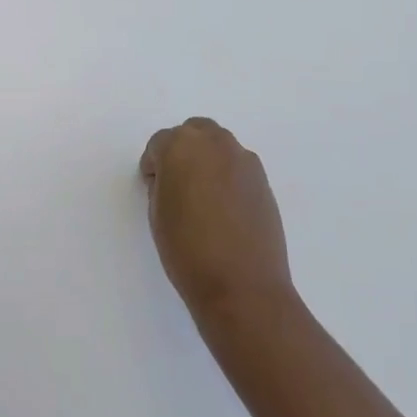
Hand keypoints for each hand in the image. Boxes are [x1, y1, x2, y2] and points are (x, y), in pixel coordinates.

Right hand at [139, 117, 293, 321]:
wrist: (242, 284)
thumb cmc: (187, 250)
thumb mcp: (157, 214)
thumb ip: (162, 184)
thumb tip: (172, 180)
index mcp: (181, 147)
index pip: (159, 143)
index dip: (153, 165)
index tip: (153, 187)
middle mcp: (215, 143)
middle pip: (193, 132)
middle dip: (182, 151)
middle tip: (176, 184)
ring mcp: (244, 160)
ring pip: (219, 146)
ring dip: (207, 160)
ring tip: (202, 196)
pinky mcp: (263, 180)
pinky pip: (238, 166)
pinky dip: (227, 176)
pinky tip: (224, 208)